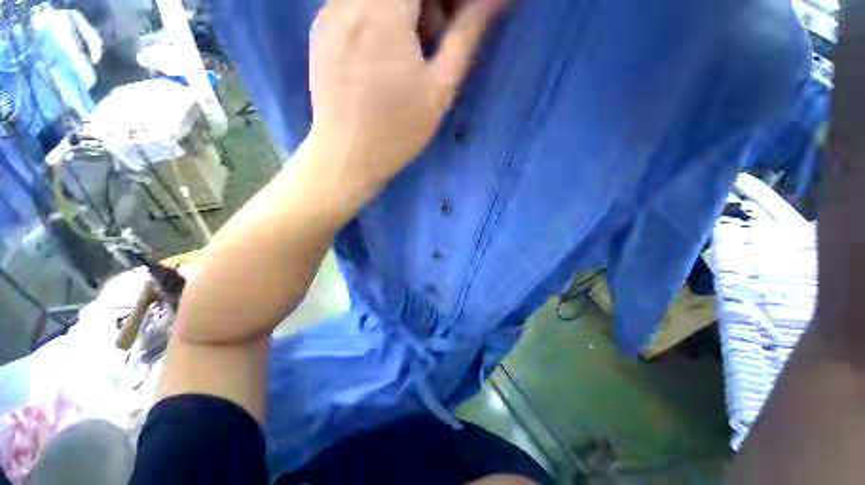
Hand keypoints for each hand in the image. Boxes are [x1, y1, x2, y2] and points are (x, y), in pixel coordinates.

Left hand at [306, 0, 506, 200]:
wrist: (347, 157)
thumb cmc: (397, 131)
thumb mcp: (439, 89)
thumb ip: (467, 35)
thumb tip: (496, 2)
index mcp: (383, 9)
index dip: (446, 2)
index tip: (452, 27)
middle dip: (427, 6)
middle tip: (436, 40)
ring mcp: (329, 13)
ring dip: (404, 11)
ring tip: (410, 53)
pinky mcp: (321, 31)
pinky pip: (356, 5)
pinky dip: (379, 18)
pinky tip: (383, 56)